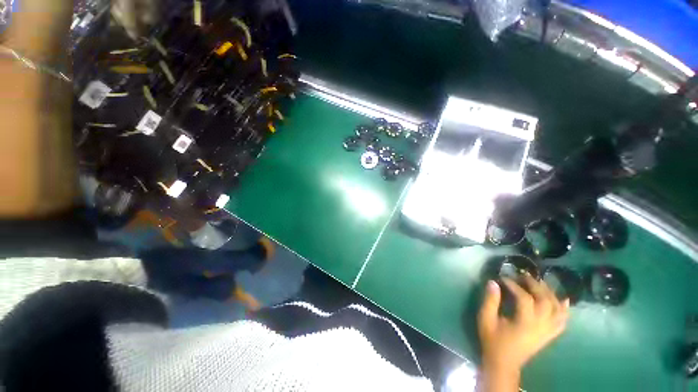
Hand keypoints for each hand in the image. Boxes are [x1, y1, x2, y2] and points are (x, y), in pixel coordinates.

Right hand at [478, 275, 568, 375]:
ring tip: (540, 283)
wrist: (504, 363)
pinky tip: (563, 300)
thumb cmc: (493, 340)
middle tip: (523, 275)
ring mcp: (548, 331)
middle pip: (545, 301)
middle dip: (535, 285)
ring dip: (550, 293)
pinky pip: (562, 321)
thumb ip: (490, 300)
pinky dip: (564, 309)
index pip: (525, 298)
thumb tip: (493, 282)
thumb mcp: (486, 319)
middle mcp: (541, 326)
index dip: (514, 285)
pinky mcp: (550, 335)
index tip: (502, 277)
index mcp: (525, 323)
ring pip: (557, 309)